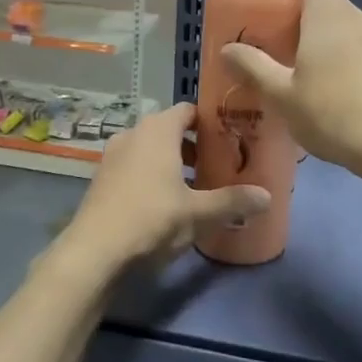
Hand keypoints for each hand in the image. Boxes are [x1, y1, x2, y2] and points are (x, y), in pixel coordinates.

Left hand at [50, 102, 268, 276]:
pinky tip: (165, 201)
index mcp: (158, 130)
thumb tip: (268, 196)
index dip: (211, 121)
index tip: (231, 137)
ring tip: (195, 186)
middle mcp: (134, 133)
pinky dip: (151, 174)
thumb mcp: (198, 213)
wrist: (94, 251)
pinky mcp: (102, 177)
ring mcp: (113, 154)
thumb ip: (232, 201)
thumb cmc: (152, 219)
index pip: (189, 110)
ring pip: (151, 148)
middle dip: (194, 145)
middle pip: (170, 129)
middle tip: (218, 164)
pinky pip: (134, 165)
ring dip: (172, 161)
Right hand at [222, 0, 361, 178]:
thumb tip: (227, 50)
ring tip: (290, 71)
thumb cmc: (335, 114)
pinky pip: (354, 46)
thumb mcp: (283, 96)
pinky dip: (334, 56)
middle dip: (296, 10)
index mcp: (329, 13)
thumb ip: (253, 68)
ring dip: (314, 37)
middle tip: (268, 38)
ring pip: (339, 24)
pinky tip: (321, 93)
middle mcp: (356, 17)